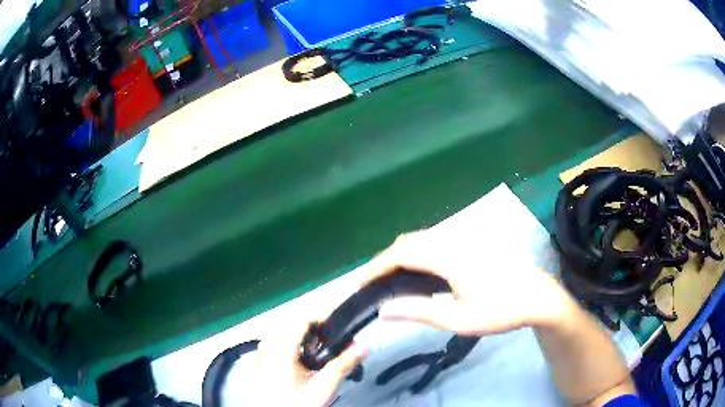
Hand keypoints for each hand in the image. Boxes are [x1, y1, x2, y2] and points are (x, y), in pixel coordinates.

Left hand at [254, 317, 366, 406]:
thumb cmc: (295, 404)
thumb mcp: (323, 387)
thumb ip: (343, 364)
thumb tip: (363, 347)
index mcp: (280, 346)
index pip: (303, 315)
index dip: (325, 312)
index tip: (344, 321)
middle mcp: (269, 342)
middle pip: (296, 317)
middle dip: (321, 319)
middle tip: (343, 330)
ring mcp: (266, 348)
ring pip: (290, 325)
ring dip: (312, 328)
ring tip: (332, 340)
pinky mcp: (266, 356)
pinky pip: (284, 336)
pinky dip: (302, 337)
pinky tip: (314, 350)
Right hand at [364, 229, 575, 335]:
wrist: (537, 297)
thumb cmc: (499, 311)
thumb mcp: (458, 319)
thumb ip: (418, 312)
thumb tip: (382, 310)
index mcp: (447, 257)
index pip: (401, 253)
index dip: (376, 266)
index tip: (360, 283)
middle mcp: (452, 241)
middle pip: (408, 241)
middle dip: (385, 260)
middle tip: (372, 285)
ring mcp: (463, 241)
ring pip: (421, 240)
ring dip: (401, 256)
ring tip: (389, 281)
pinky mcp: (470, 245)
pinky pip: (433, 243)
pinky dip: (416, 255)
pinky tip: (418, 274)